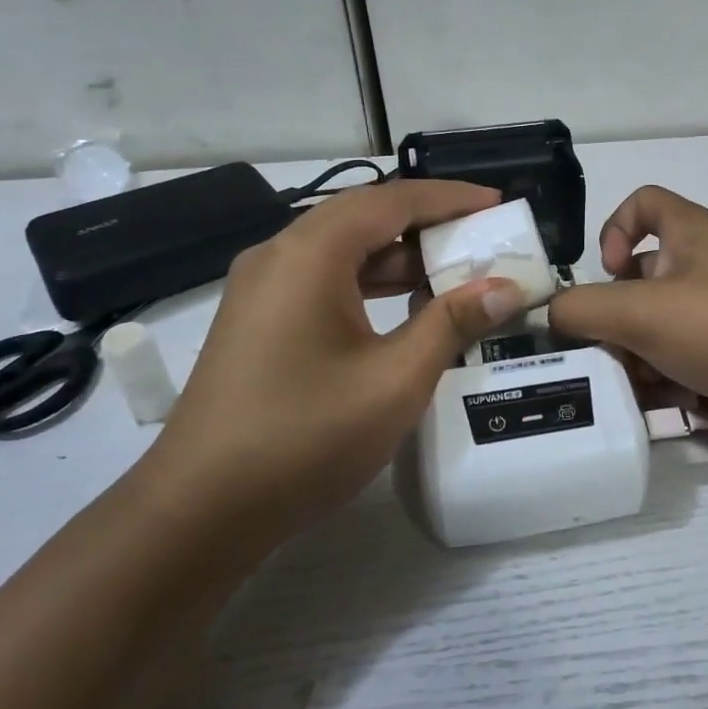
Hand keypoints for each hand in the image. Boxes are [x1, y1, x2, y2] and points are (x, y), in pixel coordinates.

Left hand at [142, 179, 526, 539]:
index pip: (392, 201)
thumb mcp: (394, 381)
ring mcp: (262, 289)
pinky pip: (324, 281)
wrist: (200, 510)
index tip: (499, 203)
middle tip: (484, 240)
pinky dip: (371, 285)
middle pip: (365, 219)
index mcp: (309, 254)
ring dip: (400, 259)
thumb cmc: (304, 437)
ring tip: (457, 275)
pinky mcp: (259, 321)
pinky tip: (407, 311)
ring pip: (344, 251)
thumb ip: (453, 324)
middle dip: (429, 225)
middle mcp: (280, 256)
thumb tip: (507, 287)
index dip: (450, 198)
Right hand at [548, 186, 707, 460]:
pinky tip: (662, 406)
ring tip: (633, 386)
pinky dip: (668, 379)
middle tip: (605, 350)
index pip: (643, 202)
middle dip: (617, 317)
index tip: (607, 273)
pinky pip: (686, 360)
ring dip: (638, 356)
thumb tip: (552, 313)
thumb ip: (583, 308)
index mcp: (691, 234)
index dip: (615, 229)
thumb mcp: (640, 312)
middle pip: (643, 278)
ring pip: (661, 326)